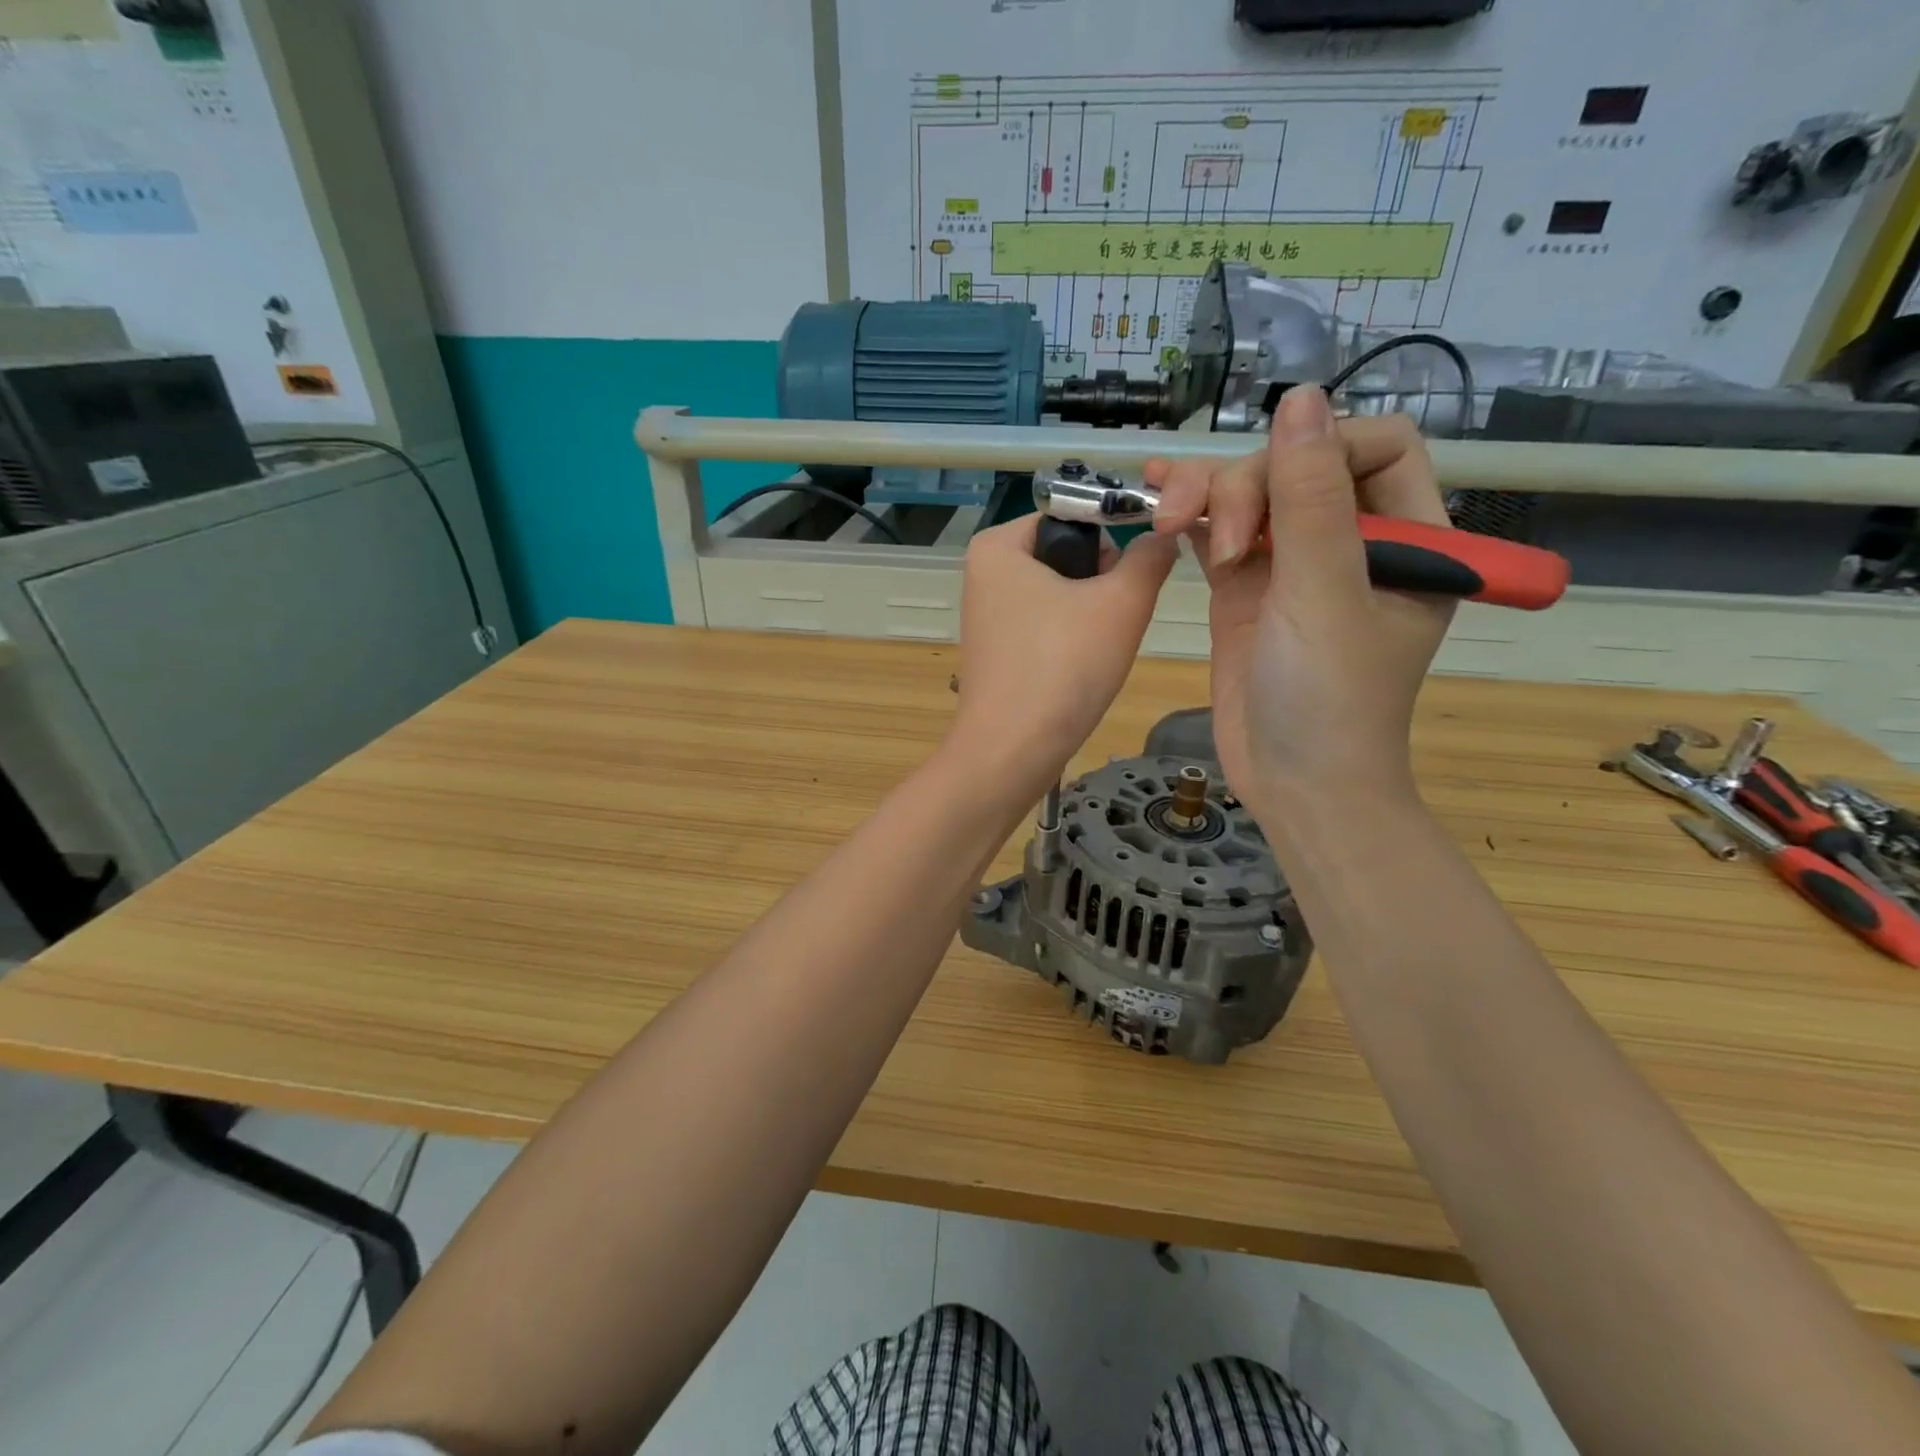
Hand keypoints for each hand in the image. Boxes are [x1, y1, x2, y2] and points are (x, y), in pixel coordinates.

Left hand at [949, 515, 1177, 797]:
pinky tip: (1077, 670)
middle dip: (1101, 583)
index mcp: (998, 545)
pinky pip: (1045, 627)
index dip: (1113, 539)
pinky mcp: (996, 651)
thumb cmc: (1062, 667)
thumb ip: (1150, 558)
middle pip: (1067, 554)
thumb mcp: (1121, 603)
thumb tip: (1162, 536)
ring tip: (1095, 651)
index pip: (1074, 514)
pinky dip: (1069, 642)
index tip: (1132, 579)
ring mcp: (986, 615)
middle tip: (1111, 622)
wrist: (1010, 753)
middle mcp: (983, 573)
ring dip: (1090, 616)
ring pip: (1061, 594)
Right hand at [1144, 387, 1453, 818]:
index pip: (1377, 449)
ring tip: (1167, 518)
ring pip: (1250, 498)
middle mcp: (1351, 544)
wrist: (1294, 784)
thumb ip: (1310, 499)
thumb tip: (1300, 399)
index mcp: (1407, 539)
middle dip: (1248, 486)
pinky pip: (1217, 536)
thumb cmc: (1329, 699)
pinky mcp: (1244, 593)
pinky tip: (1156, 503)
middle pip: (1299, 468)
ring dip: (1206, 495)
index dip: (1323, 446)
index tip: (1273, 486)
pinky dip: (1189, 519)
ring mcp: (1292, 569)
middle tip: (1221, 542)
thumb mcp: (1324, 594)